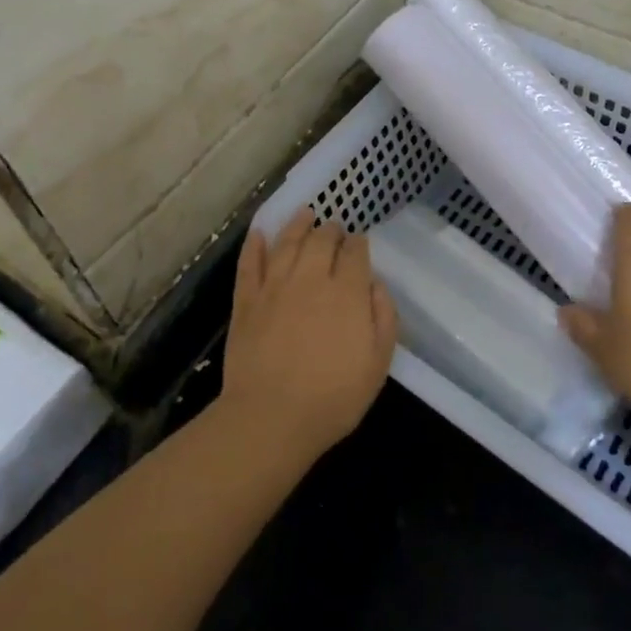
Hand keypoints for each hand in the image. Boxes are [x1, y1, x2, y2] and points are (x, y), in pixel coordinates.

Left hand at [216, 209, 397, 462]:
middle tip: (334, 228)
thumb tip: (375, 285)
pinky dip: (254, 245)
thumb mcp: (378, 364)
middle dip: (331, 230)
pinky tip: (259, 232)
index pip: (355, 252)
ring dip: (297, 224)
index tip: (359, 244)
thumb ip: (384, 318)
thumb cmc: (333, 397)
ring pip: (287, 242)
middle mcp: (310, 278)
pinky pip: (250, 263)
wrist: (271, 417)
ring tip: (305, 214)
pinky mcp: (246, 300)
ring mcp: (274, 286)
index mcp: (346, 291)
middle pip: (321, 240)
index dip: (359, 244)